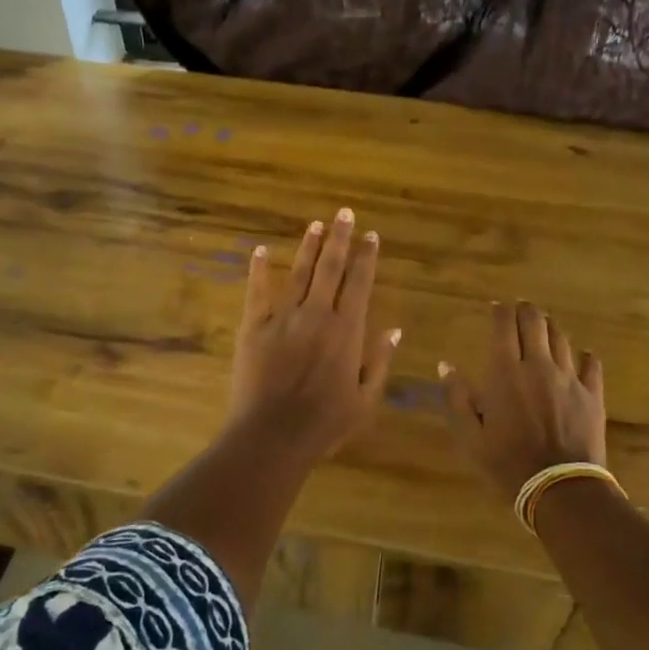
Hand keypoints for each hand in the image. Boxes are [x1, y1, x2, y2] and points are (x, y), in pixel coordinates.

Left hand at [228, 208, 400, 463]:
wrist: (273, 436)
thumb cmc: (325, 423)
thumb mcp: (366, 400)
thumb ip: (380, 362)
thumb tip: (394, 330)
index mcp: (347, 331)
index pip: (360, 283)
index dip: (366, 257)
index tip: (371, 236)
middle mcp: (317, 315)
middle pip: (330, 268)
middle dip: (340, 238)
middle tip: (344, 213)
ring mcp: (283, 318)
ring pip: (299, 273)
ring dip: (308, 247)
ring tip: (316, 225)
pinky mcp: (254, 327)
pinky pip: (257, 291)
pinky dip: (259, 269)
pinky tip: (260, 249)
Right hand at [439, 302, 606, 494]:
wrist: (559, 487)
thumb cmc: (507, 462)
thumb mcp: (469, 436)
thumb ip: (456, 397)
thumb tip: (446, 366)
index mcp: (506, 372)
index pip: (504, 326)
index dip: (500, 311)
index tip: (496, 307)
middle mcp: (539, 366)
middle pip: (536, 323)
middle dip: (526, 310)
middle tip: (521, 308)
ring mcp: (569, 379)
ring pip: (562, 339)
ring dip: (551, 328)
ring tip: (545, 325)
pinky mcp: (592, 395)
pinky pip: (591, 365)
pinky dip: (585, 356)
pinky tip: (583, 355)